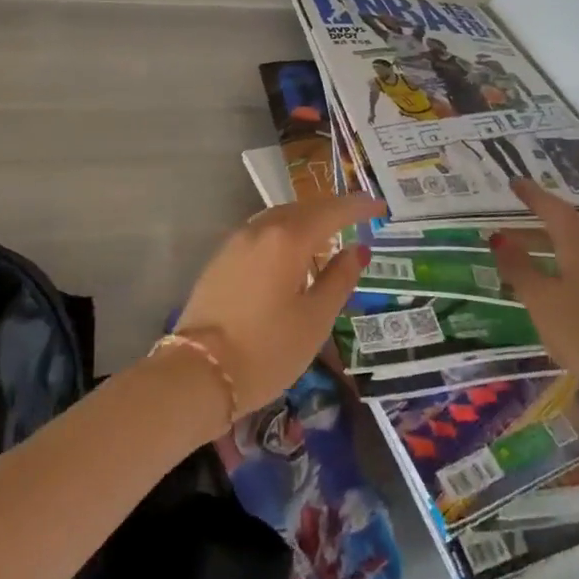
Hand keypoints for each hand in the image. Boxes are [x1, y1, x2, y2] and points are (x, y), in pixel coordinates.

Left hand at [173, 193, 385, 413]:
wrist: (199, 373)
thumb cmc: (267, 350)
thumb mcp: (315, 319)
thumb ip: (340, 279)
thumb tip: (358, 250)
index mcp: (288, 238)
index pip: (331, 211)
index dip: (358, 206)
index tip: (380, 205)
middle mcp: (261, 229)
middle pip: (303, 208)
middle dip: (332, 210)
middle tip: (358, 217)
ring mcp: (236, 241)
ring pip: (279, 218)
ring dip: (306, 221)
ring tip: (328, 236)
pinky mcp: (221, 257)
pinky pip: (262, 232)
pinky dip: (284, 234)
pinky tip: (293, 255)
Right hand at [490, 179, 578, 403]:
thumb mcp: (539, 299)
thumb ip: (518, 266)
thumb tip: (498, 237)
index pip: (554, 209)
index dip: (533, 195)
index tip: (514, 182)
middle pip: (568, 226)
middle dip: (541, 218)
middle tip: (515, 215)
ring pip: (578, 247)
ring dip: (552, 242)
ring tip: (528, 248)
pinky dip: (565, 262)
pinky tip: (555, 280)